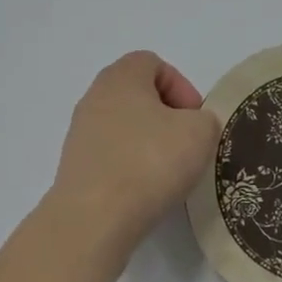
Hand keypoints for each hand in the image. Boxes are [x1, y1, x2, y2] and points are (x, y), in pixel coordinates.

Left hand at [50, 51, 220, 261]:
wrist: (94, 218)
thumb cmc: (150, 162)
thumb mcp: (199, 133)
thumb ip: (205, 119)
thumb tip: (192, 127)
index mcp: (121, 77)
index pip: (153, 63)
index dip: (181, 86)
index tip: (195, 119)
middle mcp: (94, 97)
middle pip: (137, 95)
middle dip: (167, 117)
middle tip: (186, 144)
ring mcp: (80, 133)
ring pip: (125, 127)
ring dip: (149, 144)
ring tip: (168, 172)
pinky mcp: (76, 167)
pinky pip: (112, 155)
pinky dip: (131, 166)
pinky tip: (145, 190)